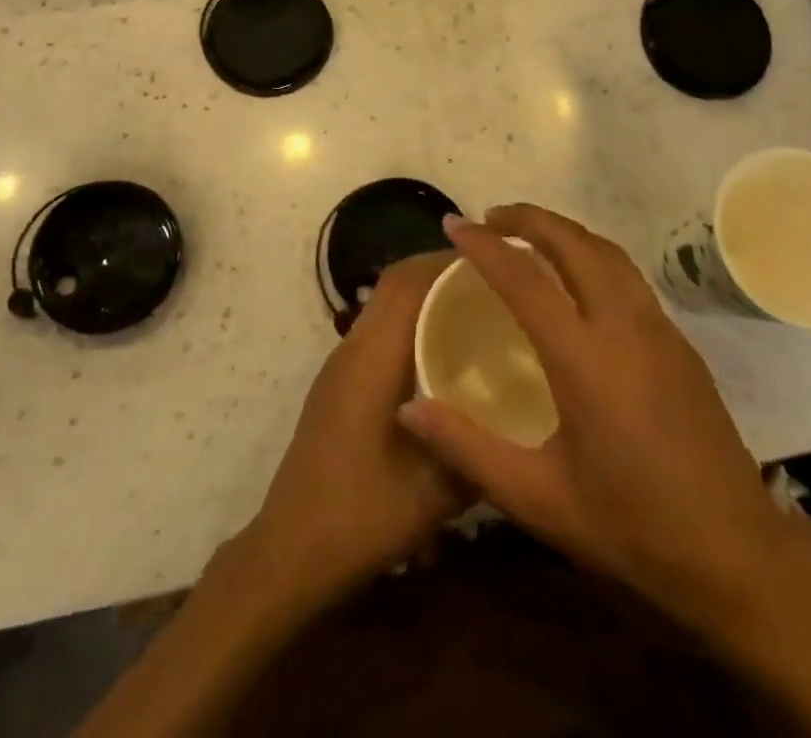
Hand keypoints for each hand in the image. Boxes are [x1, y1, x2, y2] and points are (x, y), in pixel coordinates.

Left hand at [241, 253, 467, 611]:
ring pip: (384, 305)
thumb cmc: (361, 515)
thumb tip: (520, 414)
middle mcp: (352, 348)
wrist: (291, 551)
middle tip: (494, 279)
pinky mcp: (340, 383)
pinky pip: (379, 330)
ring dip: (424, 294)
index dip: (446, 262)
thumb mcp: (434, 491)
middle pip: (393, 284)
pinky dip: (412, 321)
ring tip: (477, 306)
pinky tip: (445, 352)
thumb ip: (477, 447)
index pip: (405, 283)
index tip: (494, 259)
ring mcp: (341, 365)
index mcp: (371, 358)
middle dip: (439, 270)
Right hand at [398, 207, 786, 624]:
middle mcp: (623, 326)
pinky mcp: (680, 342)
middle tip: (488, 218)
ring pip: (606, 251)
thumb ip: (467, 448)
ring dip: (563, 231)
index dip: (483, 244)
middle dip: (527, 218)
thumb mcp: (537, 498)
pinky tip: (577, 281)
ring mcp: (659, 329)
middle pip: (573, 243)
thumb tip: (407, 408)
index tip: (452, 224)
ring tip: (527, 237)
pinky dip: (591, 255)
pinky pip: (627, 275)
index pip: (524, 277)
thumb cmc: (631, 527)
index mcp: (584, 358)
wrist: (739, 557)